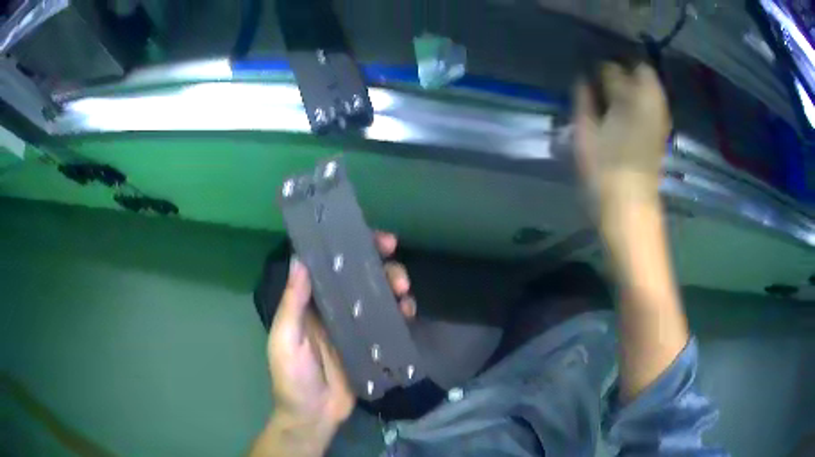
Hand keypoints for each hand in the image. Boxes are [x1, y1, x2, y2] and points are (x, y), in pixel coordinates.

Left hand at [264, 232, 415, 449]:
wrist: (313, 416)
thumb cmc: (292, 378)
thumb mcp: (286, 340)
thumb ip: (292, 304)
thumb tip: (299, 258)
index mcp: (310, 304)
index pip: (330, 266)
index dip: (350, 248)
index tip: (373, 239)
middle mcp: (333, 309)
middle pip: (359, 277)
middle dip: (380, 265)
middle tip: (396, 266)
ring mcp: (355, 326)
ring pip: (377, 295)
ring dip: (394, 286)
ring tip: (404, 292)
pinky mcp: (371, 344)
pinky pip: (388, 321)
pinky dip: (400, 312)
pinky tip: (408, 312)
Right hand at [574, 62, 671, 213]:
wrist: (631, 204)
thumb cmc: (603, 170)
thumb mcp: (585, 134)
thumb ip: (583, 102)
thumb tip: (582, 80)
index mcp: (626, 100)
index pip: (612, 69)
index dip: (600, 67)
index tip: (591, 70)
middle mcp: (648, 103)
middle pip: (640, 70)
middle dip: (624, 67)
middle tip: (607, 77)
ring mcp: (659, 116)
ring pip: (652, 83)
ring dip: (637, 80)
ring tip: (619, 89)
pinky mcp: (663, 129)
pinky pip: (656, 100)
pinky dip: (645, 96)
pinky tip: (631, 107)